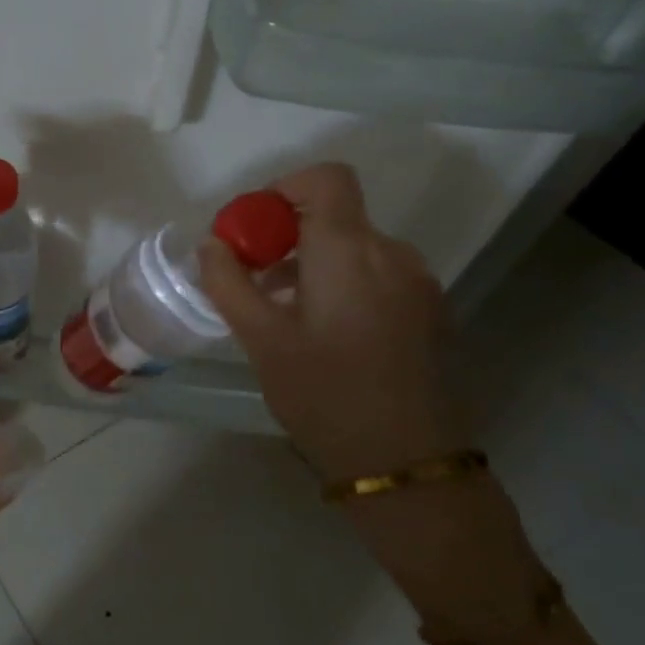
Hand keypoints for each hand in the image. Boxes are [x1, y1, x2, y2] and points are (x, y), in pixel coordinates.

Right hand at [197, 164, 463, 482]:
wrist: (408, 465)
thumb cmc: (325, 396)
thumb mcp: (261, 341)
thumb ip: (229, 283)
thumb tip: (212, 244)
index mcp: (350, 251)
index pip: (326, 179)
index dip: (284, 188)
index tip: (254, 230)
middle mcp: (393, 254)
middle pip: (337, 216)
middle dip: (288, 236)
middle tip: (255, 281)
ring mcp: (419, 284)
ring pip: (358, 248)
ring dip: (316, 263)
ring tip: (285, 315)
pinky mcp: (431, 313)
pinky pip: (380, 275)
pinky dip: (346, 284)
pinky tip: (327, 334)